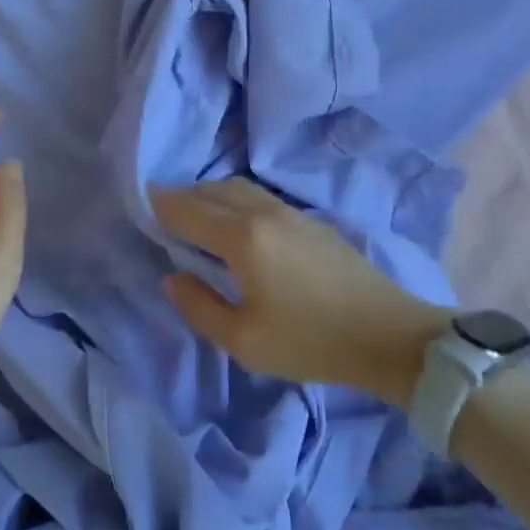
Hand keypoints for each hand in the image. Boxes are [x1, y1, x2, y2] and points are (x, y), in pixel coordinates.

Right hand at [152, 178, 451, 407]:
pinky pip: (260, 197)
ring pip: (239, 188)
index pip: (189, 209)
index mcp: (243, 237)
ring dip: (211, 196)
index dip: (161, 205)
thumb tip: (174, 277)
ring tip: (197, 218)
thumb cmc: (311, 341)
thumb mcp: (244, 341)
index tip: (141, 205)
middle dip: (183, 197)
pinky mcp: (311, 221)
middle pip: (212, 190)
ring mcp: (291, 212)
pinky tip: (237, 226)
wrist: (388, 335)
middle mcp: (263, 212)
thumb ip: (199, 307)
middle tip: (164, 215)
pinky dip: (235, 201)